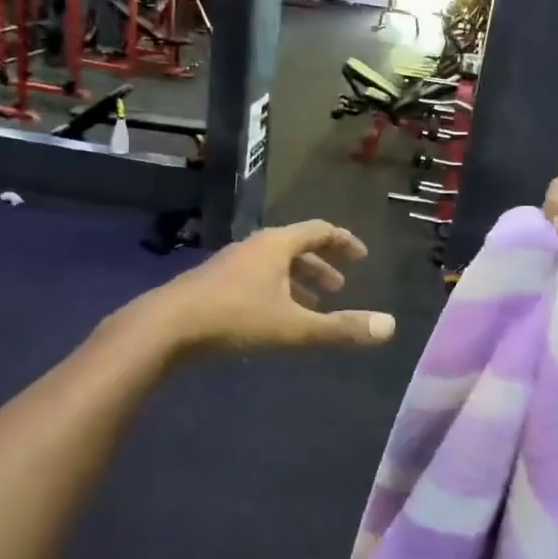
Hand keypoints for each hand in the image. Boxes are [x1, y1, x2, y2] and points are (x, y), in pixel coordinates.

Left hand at [136, 220, 396, 353]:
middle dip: (321, 265)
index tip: (362, 256)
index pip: (319, 231)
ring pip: (273, 264)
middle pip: (295, 246)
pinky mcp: (214, 282)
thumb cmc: (236, 318)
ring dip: (297, 280)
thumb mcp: (294, 326)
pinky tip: (273, 316)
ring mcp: (231, 262)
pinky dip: (275, 290)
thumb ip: (340, 328)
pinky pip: (256, 277)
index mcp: (276, 245)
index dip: (344, 242)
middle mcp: (254, 246)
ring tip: (312, 303)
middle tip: (339, 287)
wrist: (168, 325)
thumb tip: (390, 326)